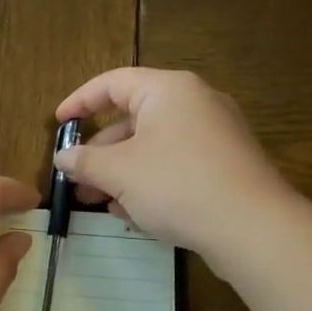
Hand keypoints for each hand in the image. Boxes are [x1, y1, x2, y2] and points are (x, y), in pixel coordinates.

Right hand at [54, 68, 291, 268]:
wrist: (253, 227)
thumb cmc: (177, 185)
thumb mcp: (119, 172)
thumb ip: (84, 161)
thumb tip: (63, 157)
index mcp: (168, 90)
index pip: (113, 83)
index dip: (80, 101)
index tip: (58, 124)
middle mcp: (195, 103)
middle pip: (133, 119)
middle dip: (100, 153)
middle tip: (77, 180)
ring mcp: (216, 136)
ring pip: (154, 147)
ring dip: (122, 173)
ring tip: (101, 204)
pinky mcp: (226, 167)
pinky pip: (177, 166)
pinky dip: (150, 183)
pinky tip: (136, 215)